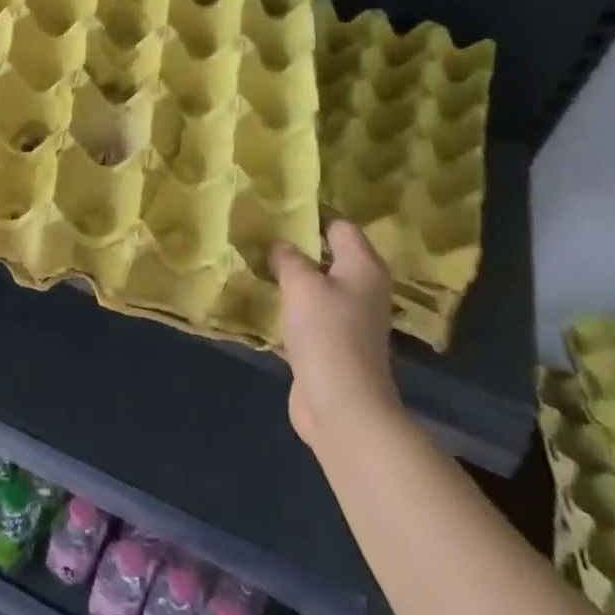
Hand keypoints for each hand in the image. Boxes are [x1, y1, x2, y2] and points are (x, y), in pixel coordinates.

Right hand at [271, 220, 399, 448]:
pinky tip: (257, 298)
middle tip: (257, 231)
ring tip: (252, 259)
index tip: (276, 207)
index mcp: (363, 267)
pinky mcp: (328, 343)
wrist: (342, 407)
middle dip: (294, 245)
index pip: (339, 226)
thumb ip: (288, 258)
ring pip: (313, 285)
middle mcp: (360, 288)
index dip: (311, 214)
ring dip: (287, 277)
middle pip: (326, 255)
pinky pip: (304, 313)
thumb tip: (279, 244)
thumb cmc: (328, 335)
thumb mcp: (302, 285)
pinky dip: (285, 306)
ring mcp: (346, 318)